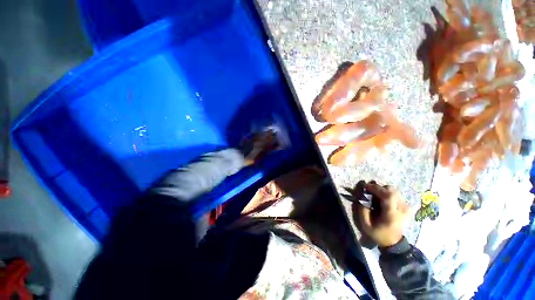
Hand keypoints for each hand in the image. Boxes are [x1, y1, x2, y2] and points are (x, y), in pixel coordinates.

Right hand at [354, 182, 408, 247]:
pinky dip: (386, 194)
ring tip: (375, 196)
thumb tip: (361, 196)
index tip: (365, 187)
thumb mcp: (365, 224)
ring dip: (382, 191)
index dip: (376, 188)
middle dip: (378, 188)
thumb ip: (362, 209)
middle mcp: (401, 209)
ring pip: (393, 190)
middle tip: (369, 191)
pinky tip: (381, 200)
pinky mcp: (406, 206)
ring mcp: (405, 207)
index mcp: (392, 215)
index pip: (388, 196)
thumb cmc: (378, 233)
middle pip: (391, 190)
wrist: (393, 242)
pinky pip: (395, 194)